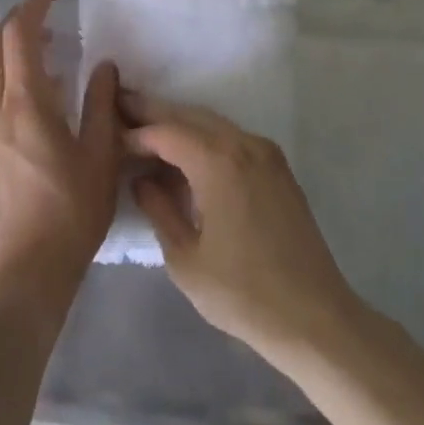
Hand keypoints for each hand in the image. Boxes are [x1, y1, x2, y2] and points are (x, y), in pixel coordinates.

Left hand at [0, 0, 120, 309]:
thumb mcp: (101, 157)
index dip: (34, 4)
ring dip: (11, 47)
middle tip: (50, 13)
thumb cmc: (72, 213)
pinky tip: (42, 91)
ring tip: (50, 46)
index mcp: (26, 105)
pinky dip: (9, 74)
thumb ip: (102, 105)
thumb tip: (104, 66)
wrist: (27, 270)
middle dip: (16, 20)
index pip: (19, 35)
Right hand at [125, 93, 362, 366]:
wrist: (315, 317)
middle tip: (120, 107)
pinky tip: (186, 154)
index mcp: (218, 162)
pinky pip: (233, 139)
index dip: (135, 132)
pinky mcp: (278, 168)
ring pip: (213, 124)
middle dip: (154, 112)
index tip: (108, 135)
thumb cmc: (242, 294)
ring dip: (180, 124)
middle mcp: (244, 145)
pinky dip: (205, 138)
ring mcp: (266, 153)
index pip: (166, 132)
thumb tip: (142, 179)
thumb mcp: (185, 258)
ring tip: (146, 128)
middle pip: (190, 116)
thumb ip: (159, 209)